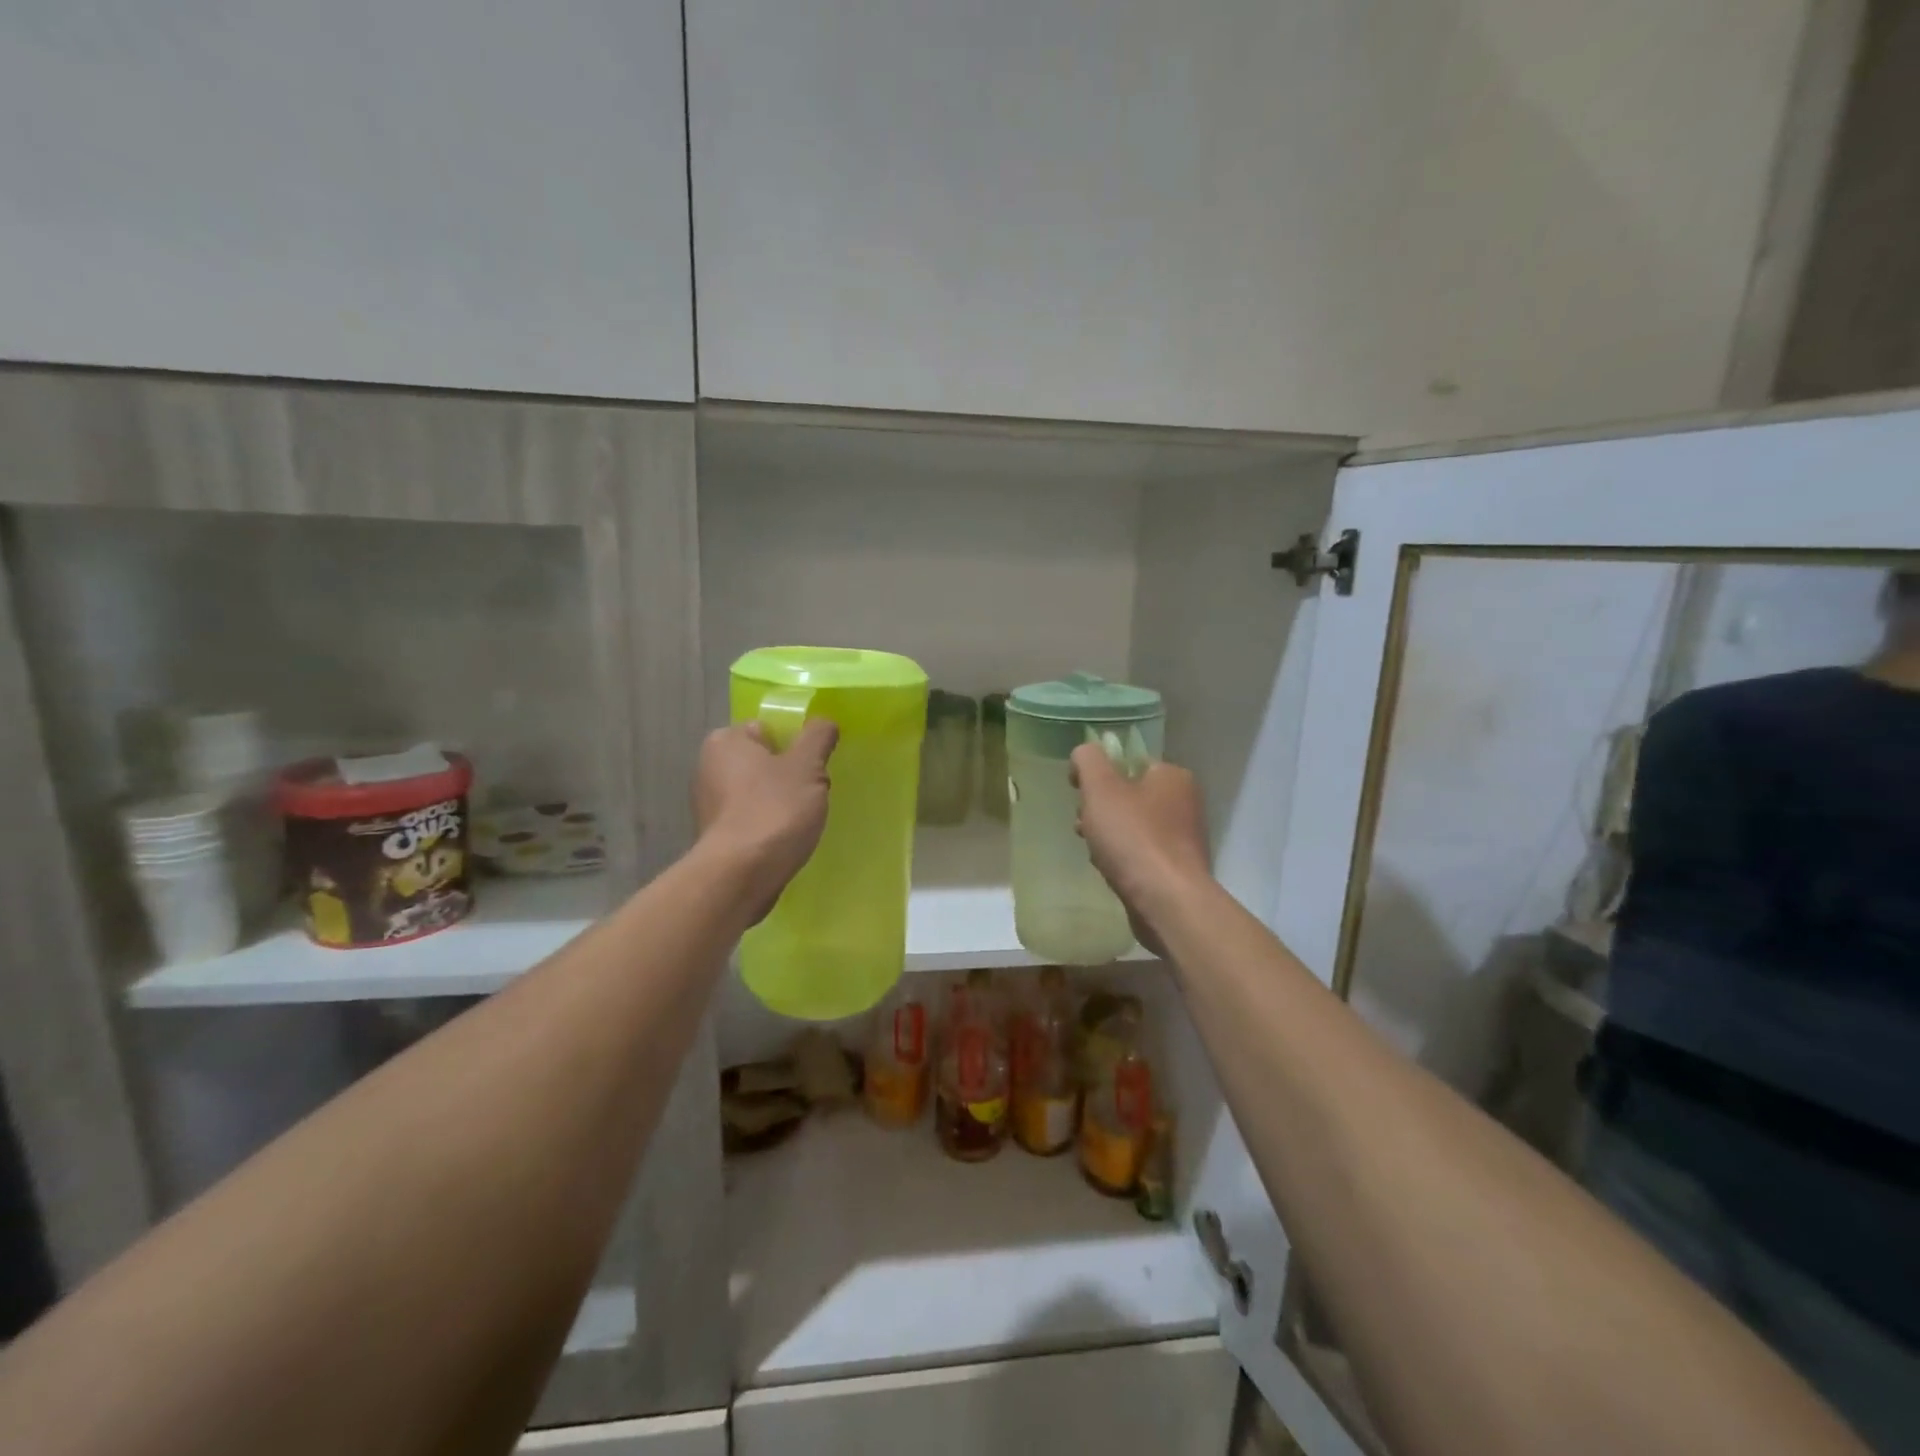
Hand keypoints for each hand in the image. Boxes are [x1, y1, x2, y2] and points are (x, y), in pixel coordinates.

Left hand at [694, 719, 838, 919]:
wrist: (741, 875)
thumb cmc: (774, 810)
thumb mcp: (807, 766)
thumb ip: (817, 737)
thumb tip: (823, 722)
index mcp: (726, 741)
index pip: (767, 729)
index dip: (795, 744)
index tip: (814, 766)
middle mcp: (708, 767)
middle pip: (764, 762)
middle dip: (789, 775)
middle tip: (812, 793)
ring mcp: (709, 805)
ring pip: (758, 793)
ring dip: (780, 803)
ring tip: (802, 821)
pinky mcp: (716, 837)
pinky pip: (751, 821)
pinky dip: (768, 827)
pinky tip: (785, 841)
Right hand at [1070, 744, 1209, 953]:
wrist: (1166, 901)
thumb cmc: (1133, 837)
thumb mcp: (1101, 788)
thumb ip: (1088, 761)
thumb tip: (1084, 753)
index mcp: (1173, 776)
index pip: (1129, 762)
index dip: (1099, 774)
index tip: (1079, 793)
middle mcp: (1184, 803)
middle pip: (1128, 795)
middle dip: (1100, 809)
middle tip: (1084, 824)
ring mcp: (1182, 838)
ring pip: (1131, 826)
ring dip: (1107, 835)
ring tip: (1094, 851)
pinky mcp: (1176, 869)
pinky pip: (1140, 854)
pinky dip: (1121, 858)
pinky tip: (1109, 870)